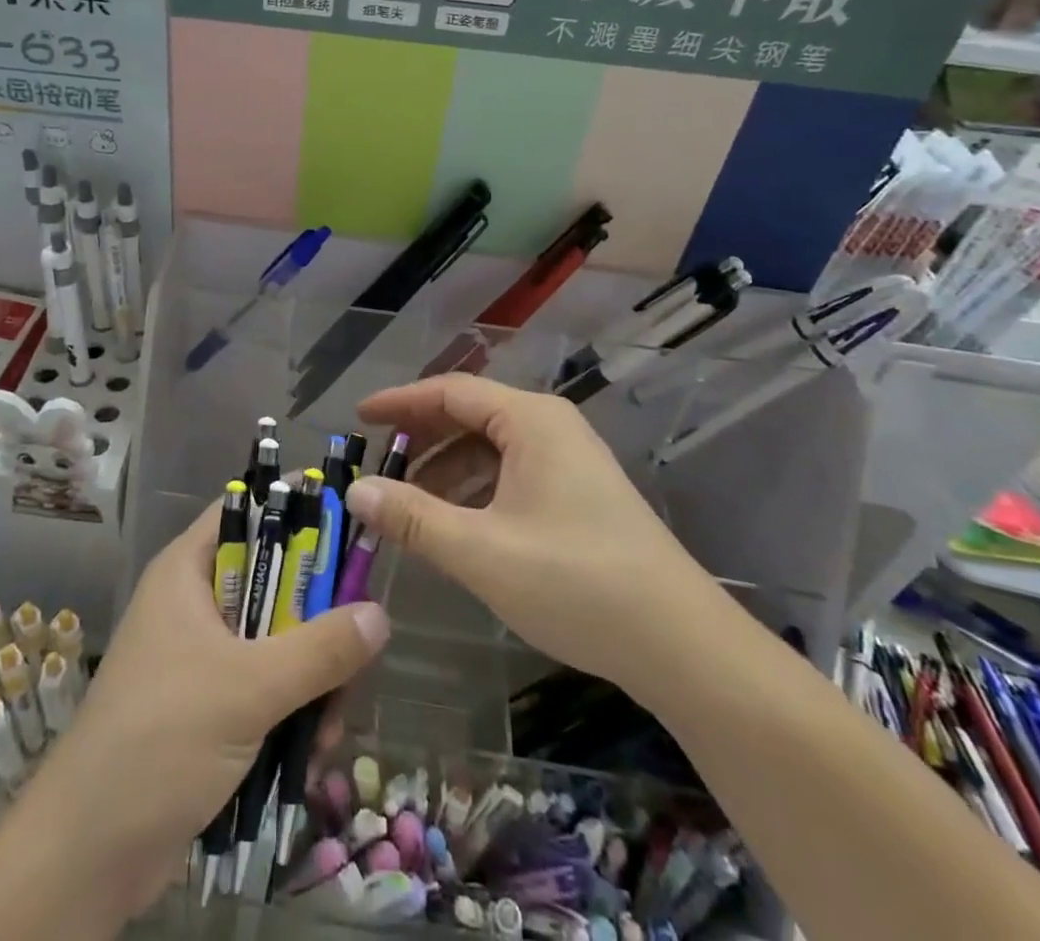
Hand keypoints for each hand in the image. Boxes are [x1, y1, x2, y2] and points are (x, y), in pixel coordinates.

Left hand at [19, 500, 389, 917]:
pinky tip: (311, 753)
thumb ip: (320, 649)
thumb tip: (381, 613)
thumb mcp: (249, 687)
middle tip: (352, 653)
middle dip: (317, 621)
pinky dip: (292, 711)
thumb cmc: (162, 739)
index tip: (349, 530)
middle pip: (273, 582)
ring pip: (276, 640)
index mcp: (187, 571)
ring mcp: (200, 657)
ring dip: (312, 678)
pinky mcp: (208, 706)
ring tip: (329, 725)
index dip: (295, 513)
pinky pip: (265, 687)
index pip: (246, 513)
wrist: (88, 852)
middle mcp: (194, 603)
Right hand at [347, 373, 724, 690]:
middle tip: (377, 464)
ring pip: (489, 450)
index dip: (400, 403)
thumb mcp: (482, 551)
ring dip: (444, 471)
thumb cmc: (577, 583)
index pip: (450, 392)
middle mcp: (550, 428)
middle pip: (470, 416)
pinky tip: (453, 526)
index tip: (358, 419)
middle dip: (421, 438)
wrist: (683, 647)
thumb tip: (356, 491)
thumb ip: (414, 518)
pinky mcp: (577, 496)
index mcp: (530, 421)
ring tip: (406, 504)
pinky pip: (510, 477)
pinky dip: (473, 492)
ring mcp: (568, 462)